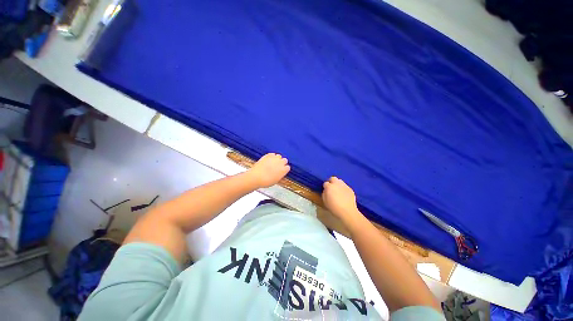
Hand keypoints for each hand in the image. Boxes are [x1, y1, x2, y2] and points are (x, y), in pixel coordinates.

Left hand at [249, 153, 290, 187]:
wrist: (256, 177)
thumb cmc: (266, 181)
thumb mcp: (276, 180)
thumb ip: (280, 175)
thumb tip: (280, 173)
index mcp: (284, 170)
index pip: (288, 167)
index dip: (284, 169)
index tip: (282, 170)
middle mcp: (281, 162)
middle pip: (285, 160)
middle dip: (282, 163)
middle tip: (278, 166)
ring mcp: (274, 158)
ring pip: (279, 156)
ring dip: (277, 159)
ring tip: (273, 162)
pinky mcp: (268, 155)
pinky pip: (272, 154)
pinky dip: (271, 156)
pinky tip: (269, 159)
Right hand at [322, 177, 361, 223]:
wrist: (347, 211)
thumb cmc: (334, 207)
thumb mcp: (325, 201)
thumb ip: (324, 193)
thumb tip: (326, 190)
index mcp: (329, 187)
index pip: (325, 183)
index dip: (325, 187)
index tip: (326, 191)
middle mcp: (337, 184)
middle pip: (333, 178)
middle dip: (331, 182)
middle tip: (331, 188)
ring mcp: (344, 185)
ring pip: (340, 181)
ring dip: (338, 184)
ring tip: (338, 191)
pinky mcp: (350, 189)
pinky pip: (345, 186)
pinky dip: (343, 189)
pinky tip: (344, 195)